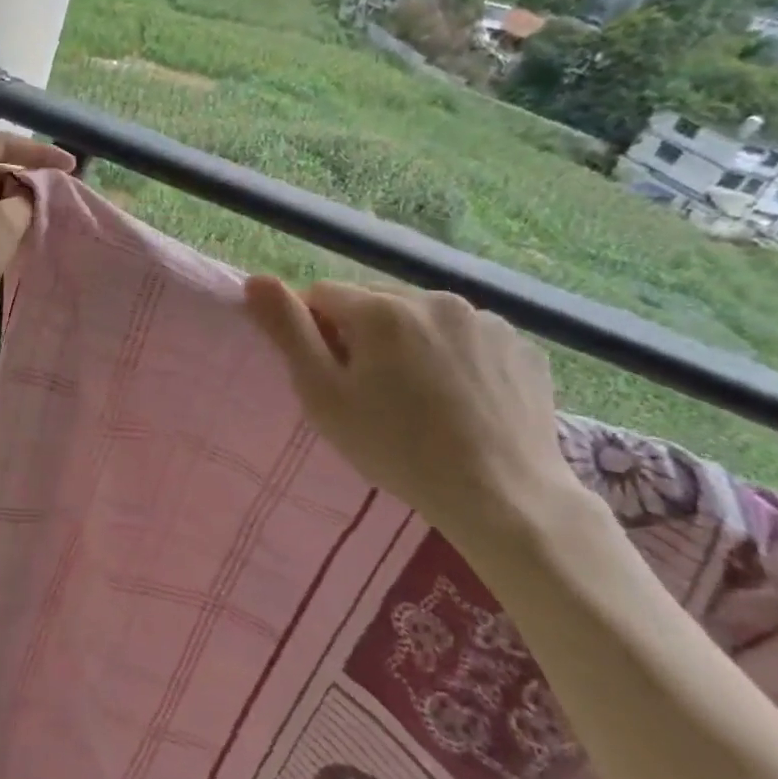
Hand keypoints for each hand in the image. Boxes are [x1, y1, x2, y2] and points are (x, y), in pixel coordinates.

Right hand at [244, 277, 587, 553]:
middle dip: (363, 334)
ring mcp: (484, 320)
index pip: (322, 295)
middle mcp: (433, 298)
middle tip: (372, 391)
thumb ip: (288, 330)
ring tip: (421, 397)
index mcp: (380, 309)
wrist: (505, 498)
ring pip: (422, 317)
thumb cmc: (398, 448)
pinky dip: (455, 355)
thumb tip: (256, 280)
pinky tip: (462, 398)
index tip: (331, 375)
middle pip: (374, 302)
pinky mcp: (520, 345)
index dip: (315, 332)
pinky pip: (467, 336)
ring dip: (410, 342)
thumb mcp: (324, 395)